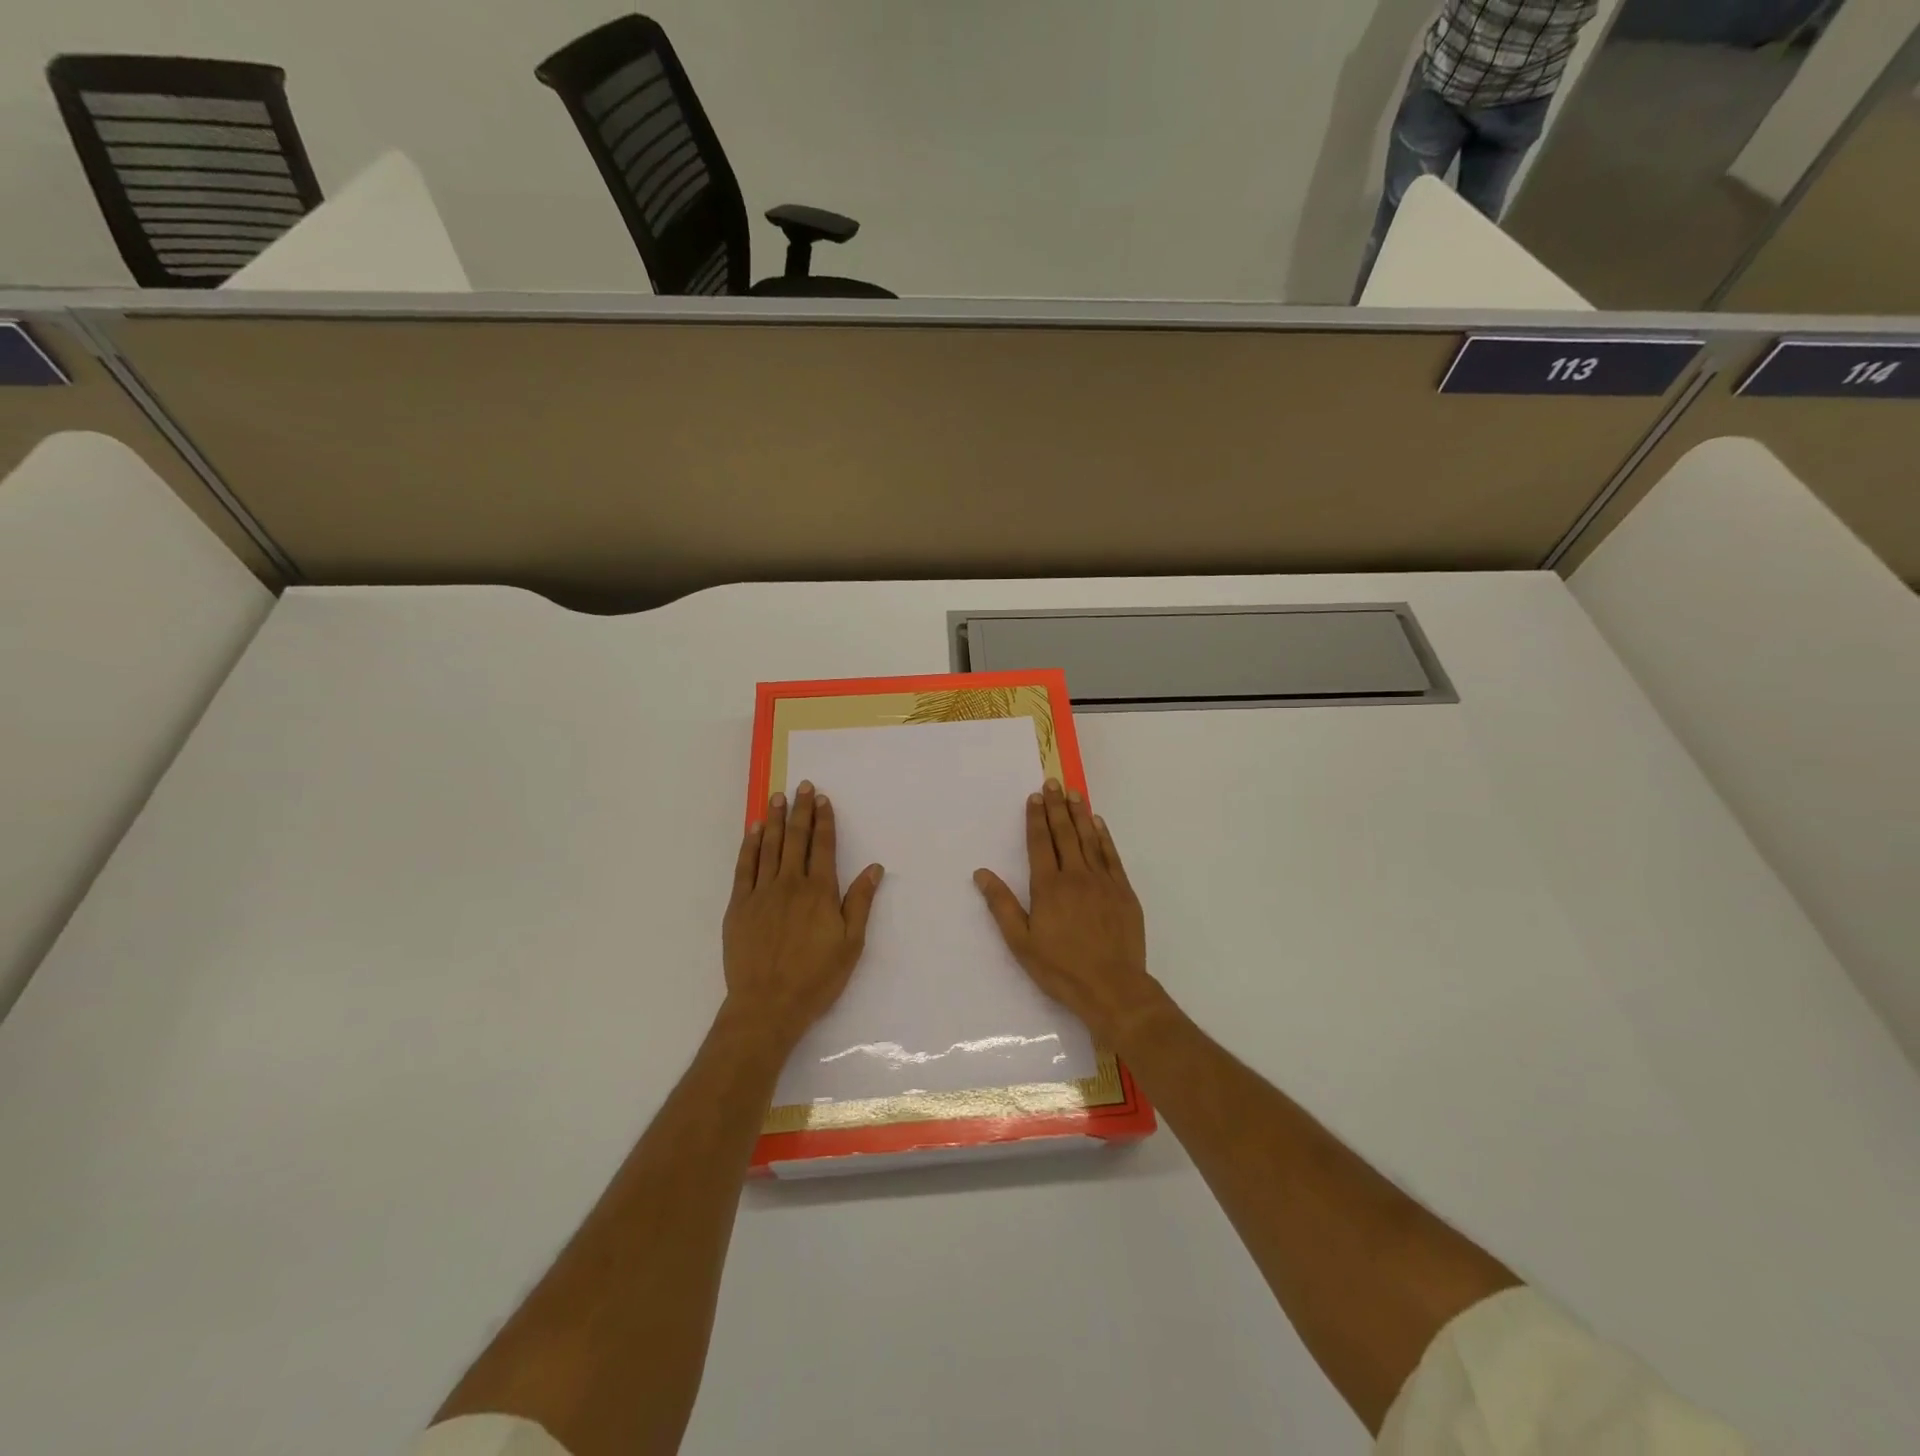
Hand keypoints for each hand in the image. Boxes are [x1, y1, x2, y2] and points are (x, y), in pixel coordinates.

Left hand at [723, 782, 883, 1048]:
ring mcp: (761, 893)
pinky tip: (754, 830)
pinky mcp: (739, 906)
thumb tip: (874, 868)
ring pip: (769, 847)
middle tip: (802, 786)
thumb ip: (860, 902)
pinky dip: (750, 845)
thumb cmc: (816, 978)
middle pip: (796, 839)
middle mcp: (790, 884)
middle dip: (800, 810)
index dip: (823, 821)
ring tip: (778, 797)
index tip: (823, 799)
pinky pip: (744, 867)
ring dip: (775, 820)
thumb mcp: (851, 944)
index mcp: (819, 892)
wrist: (767, 1005)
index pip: (822, 846)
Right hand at [974, 779, 1165, 1048]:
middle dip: (1057, 806)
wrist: (1113, 987)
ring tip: (1074, 793)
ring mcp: (1103, 881)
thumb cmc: (1061, 968)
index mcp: (1049, 886)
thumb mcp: (1021, 942)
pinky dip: (1104, 836)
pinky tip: (1099, 824)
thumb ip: (1001, 905)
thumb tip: (981, 874)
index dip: (1036, 818)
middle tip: (1053, 782)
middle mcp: (1076, 876)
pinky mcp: (1123, 891)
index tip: (1035, 797)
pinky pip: (1111, 855)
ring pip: (1089, 839)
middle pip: (1065, 833)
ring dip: (1080, 814)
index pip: (1041, 843)